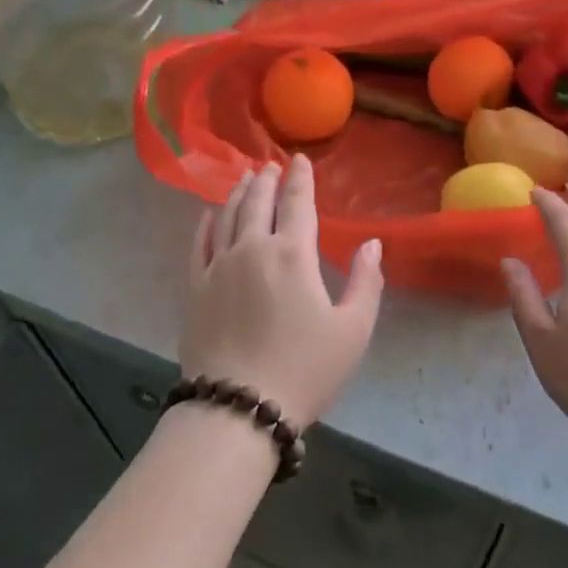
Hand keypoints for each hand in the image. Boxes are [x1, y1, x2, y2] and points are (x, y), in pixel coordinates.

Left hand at [183, 155, 383, 426]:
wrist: (237, 408)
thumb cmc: (304, 370)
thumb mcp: (353, 331)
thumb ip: (366, 281)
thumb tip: (372, 243)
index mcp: (293, 254)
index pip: (297, 203)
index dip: (300, 178)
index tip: (299, 159)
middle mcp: (252, 249)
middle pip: (258, 202)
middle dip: (266, 180)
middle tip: (269, 165)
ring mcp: (218, 266)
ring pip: (227, 216)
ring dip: (237, 193)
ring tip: (244, 179)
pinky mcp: (195, 288)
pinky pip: (199, 244)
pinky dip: (206, 223)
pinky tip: (209, 214)